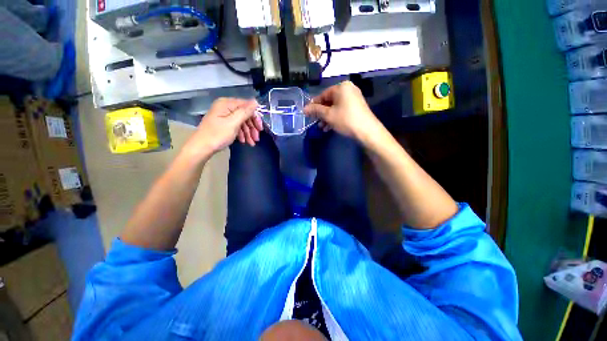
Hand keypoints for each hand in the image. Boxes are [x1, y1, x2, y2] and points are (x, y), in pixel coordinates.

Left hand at [184, 98, 260, 159]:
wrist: (201, 147)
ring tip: (252, 143)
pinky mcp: (223, 124)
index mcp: (227, 104)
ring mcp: (224, 116)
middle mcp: (225, 107)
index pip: (247, 106)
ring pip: (241, 122)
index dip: (255, 117)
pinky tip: (244, 141)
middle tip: (257, 138)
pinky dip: (242, 134)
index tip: (260, 128)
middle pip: (245, 114)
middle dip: (252, 127)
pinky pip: (236, 126)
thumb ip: (245, 111)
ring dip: (248, 132)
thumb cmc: (217, 135)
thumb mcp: (233, 123)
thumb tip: (256, 102)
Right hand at [304, 81, 379, 140]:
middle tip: (315, 122)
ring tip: (322, 128)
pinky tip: (330, 127)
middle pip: (329, 101)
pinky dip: (335, 117)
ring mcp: (354, 98)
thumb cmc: (345, 119)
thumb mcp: (328, 115)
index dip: (314, 105)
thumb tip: (304, 109)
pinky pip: (342, 110)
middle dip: (321, 113)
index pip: (323, 95)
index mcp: (341, 87)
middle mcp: (348, 89)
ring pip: (335, 107)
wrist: (367, 131)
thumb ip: (315, 110)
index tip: (307, 114)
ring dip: (327, 118)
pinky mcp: (357, 107)